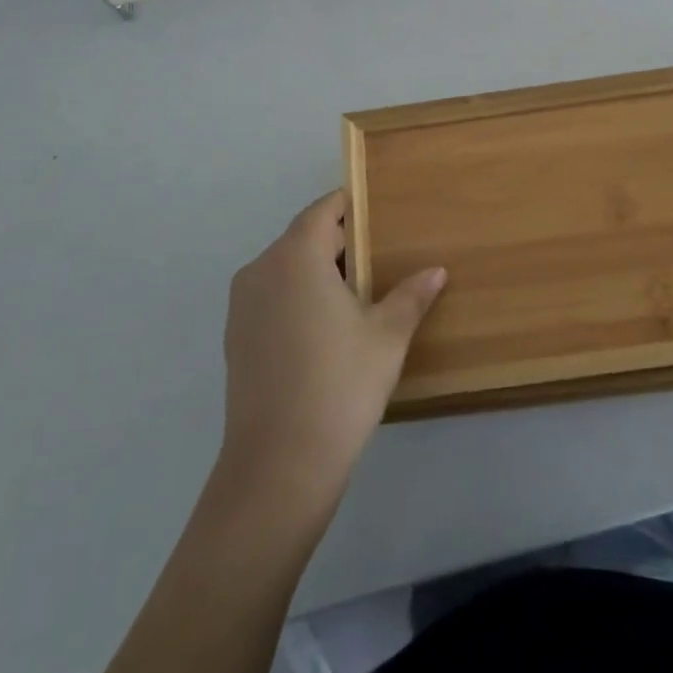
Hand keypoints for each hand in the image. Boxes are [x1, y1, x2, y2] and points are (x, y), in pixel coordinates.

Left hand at [220, 190, 445, 502]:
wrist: (279, 465)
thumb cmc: (340, 384)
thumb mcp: (387, 336)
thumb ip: (411, 295)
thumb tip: (436, 271)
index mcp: (296, 257)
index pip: (322, 211)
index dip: (350, 207)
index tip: (379, 213)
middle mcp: (261, 270)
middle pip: (303, 238)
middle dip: (340, 243)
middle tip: (380, 257)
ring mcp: (242, 306)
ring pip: (285, 269)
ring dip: (318, 272)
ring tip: (359, 294)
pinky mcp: (236, 338)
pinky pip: (272, 298)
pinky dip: (298, 298)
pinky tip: (326, 329)